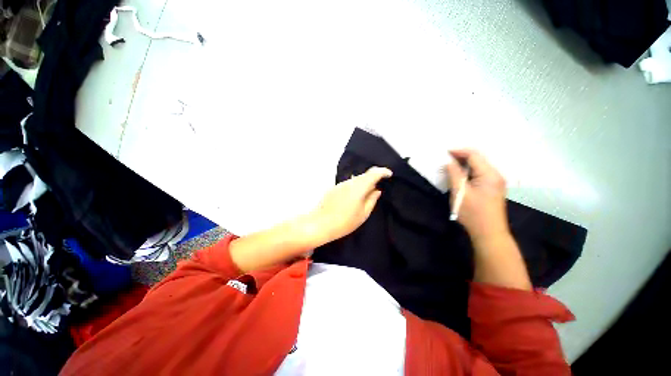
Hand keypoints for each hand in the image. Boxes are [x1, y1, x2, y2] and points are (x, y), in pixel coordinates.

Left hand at [309, 166, 392, 243]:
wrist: (321, 224)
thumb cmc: (345, 222)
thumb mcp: (363, 214)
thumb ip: (372, 200)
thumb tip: (377, 190)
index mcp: (358, 187)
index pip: (373, 173)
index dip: (382, 172)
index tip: (389, 174)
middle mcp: (349, 182)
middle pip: (364, 175)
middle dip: (373, 177)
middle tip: (379, 185)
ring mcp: (340, 184)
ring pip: (356, 179)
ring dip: (364, 182)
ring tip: (368, 192)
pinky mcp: (334, 188)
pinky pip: (349, 183)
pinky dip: (355, 186)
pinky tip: (355, 196)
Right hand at [444, 149, 509, 242]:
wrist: (489, 233)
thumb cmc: (473, 213)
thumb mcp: (460, 193)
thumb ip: (454, 175)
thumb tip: (449, 162)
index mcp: (489, 174)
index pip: (474, 155)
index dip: (458, 151)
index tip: (444, 152)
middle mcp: (496, 174)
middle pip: (478, 158)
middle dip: (461, 156)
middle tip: (445, 159)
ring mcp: (496, 181)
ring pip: (479, 166)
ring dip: (464, 164)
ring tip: (450, 165)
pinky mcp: (493, 187)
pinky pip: (480, 173)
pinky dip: (469, 171)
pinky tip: (460, 175)